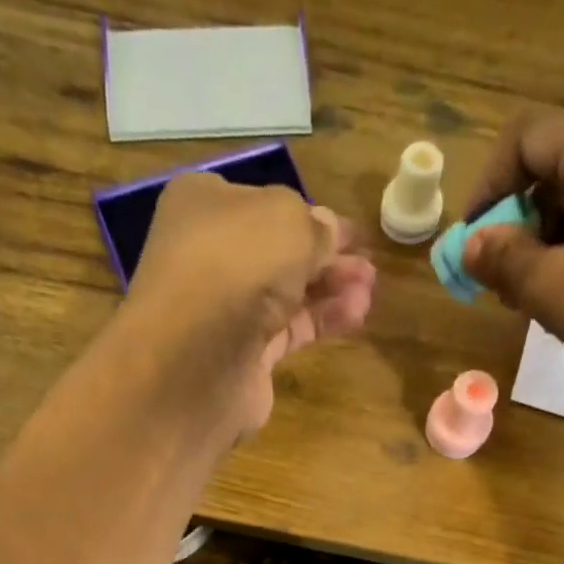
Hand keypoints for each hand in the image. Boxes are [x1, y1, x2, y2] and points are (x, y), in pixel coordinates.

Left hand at [123, 172, 375, 438]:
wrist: (194, 361)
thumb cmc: (235, 266)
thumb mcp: (287, 222)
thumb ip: (315, 225)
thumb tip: (328, 231)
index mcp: (204, 204)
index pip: (263, 203)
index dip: (308, 214)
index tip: (350, 231)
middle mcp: (210, 254)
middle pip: (278, 250)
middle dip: (327, 255)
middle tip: (368, 263)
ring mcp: (225, 309)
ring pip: (287, 292)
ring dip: (331, 288)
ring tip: (370, 290)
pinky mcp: (243, 355)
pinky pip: (289, 329)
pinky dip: (322, 320)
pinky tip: (357, 314)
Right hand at [462, 110, 563, 391]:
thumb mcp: (552, 289)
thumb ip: (503, 258)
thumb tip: (472, 245)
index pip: (529, 136)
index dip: (488, 184)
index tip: (473, 240)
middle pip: (559, 162)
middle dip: (518, 218)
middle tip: (502, 278)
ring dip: (549, 235)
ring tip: (537, 293)